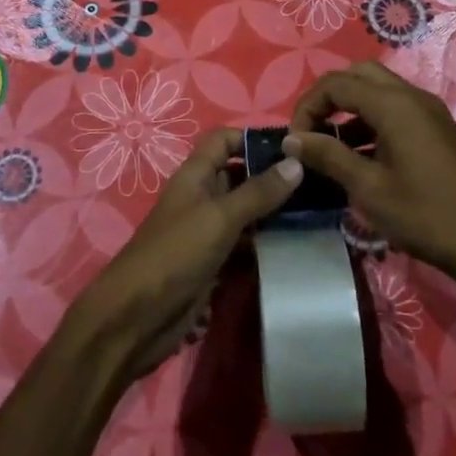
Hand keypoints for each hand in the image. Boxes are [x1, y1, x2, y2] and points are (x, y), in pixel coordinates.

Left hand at [67, 128, 300, 384]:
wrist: (137, 316)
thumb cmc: (176, 254)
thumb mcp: (219, 217)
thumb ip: (258, 192)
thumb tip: (296, 162)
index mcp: (195, 175)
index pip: (224, 140)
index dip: (254, 138)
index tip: (294, 147)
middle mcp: (201, 197)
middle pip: (239, 175)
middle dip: (272, 176)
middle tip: (318, 181)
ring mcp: (207, 231)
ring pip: (245, 211)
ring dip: (273, 212)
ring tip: (317, 211)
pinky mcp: (214, 262)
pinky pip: (244, 243)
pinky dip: (266, 242)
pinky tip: (296, 244)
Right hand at [284, 62, 455, 304]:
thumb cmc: (425, 216)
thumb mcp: (368, 189)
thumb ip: (327, 156)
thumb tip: (291, 140)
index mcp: (394, 105)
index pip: (336, 83)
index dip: (308, 106)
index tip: (295, 140)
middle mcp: (412, 97)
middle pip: (358, 75)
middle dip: (328, 97)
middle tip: (311, 132)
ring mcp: (428, 111)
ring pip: (378, 90)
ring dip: (349, 108)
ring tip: (330, 147)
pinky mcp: (437, 129)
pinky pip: (395, 109)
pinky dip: (370, 120)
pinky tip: (360, 156)